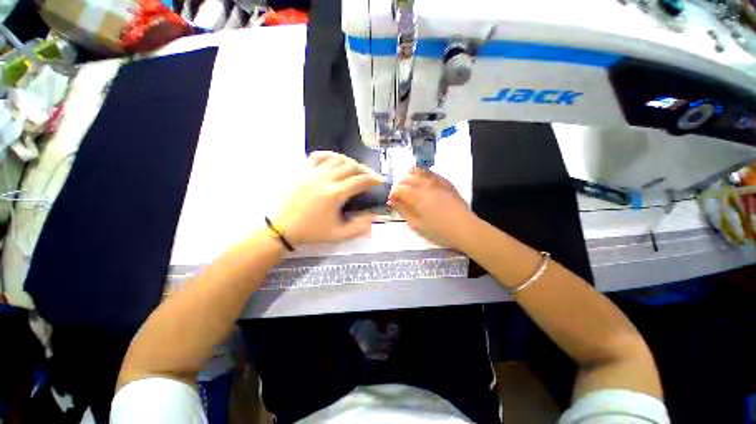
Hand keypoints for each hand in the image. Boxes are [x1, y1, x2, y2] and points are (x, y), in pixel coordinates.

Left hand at [274, 151, 384, 245]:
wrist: (284, 228)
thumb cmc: (312, 232)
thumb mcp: (339, 235)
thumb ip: (359, 227)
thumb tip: (374, 217)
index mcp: (334, 194)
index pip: (360, 180)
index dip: (374, 179)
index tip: (381, 180)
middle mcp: (325, 179)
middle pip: (351, 166)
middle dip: (365, 170)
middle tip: (371, 176)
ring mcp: (313, 173)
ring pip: (337, 158)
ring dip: (351, 162)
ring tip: (356, 170)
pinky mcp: (303, 171)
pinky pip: (318, 156)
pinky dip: (331, 155)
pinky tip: (336, 160)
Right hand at [388, 167, 475, 248]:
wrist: (465, 229)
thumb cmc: (439, 231)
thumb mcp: (417, 224)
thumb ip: (403, 210)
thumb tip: (392, 201)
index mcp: (418, 196)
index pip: (399, 188)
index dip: (392, 194)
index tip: (391, 201)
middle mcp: (426, 184)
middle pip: (407, 177)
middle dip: (399, 185)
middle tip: (399, 196)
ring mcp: (437, 181)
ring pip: (418, 171)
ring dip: (410, 177)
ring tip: (409, 188)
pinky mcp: (446, 182)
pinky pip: (430, 173)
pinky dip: (422, 176)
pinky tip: (422, 185)